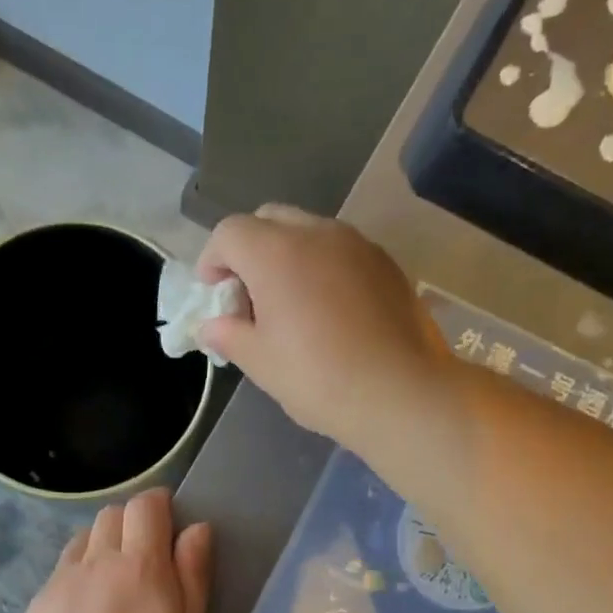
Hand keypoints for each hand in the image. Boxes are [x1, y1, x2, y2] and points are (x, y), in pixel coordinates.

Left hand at [22, 489, 211, 612]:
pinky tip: (85, 608)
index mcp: (140, 564)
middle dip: (130, 522)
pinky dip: (78, 573)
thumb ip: (193, 574)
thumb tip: (196, 528)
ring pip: (83, 538)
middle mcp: (97, 560)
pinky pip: (61, 569)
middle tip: (145, 556)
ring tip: (113, 579)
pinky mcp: (40, 603)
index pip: (145, 505)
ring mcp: (62, 580)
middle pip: (111, 514)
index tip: (168, 524)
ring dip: (101, 544)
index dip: (158, 504)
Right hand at [196, 205, 451, 449]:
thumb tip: (212, 326)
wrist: (401, 393)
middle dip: (249, 250)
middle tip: (248, 295)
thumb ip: (228, 334)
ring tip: (289, 304)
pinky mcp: (387, 264)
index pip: (229, 233)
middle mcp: (317, 233)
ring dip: (287, 256)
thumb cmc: (318, 378)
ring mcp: (358, 244)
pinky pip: (341, 251)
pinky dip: (322, 268)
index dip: (212, 260)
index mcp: (276, 253)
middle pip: (269, 219)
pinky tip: (328, 312)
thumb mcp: (260, 362)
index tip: (214, 295)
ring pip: (309, 231)